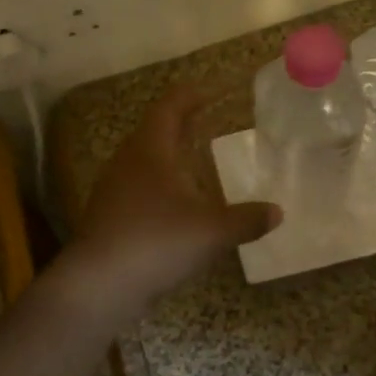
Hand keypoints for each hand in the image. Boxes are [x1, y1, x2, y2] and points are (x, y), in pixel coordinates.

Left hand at [68, 85, 281, 311]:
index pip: (170, 107)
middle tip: (206, 121)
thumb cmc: (156, 242)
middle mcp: (127, 161)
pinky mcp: (108, 217)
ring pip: (143, 161)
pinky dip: (159, 186)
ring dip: (168, 156)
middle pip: (153, 131)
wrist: (98, 285)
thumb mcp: (211, 231)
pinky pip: (137, 189)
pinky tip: (176, 206)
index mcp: (150, 149)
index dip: (191, 95)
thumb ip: (246, 220)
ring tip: (194, 162)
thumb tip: (277, 212)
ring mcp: (113, 189)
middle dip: (180, 124)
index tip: (211, 91)